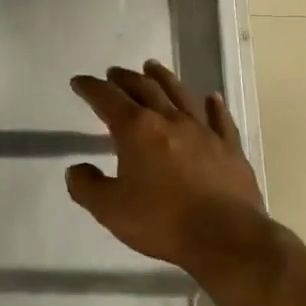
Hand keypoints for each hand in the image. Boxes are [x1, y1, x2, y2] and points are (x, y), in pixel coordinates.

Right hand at [67, 60, 274, 281]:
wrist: (226, 238)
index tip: (79, 81)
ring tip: (152, 67)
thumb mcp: (109, 209)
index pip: (107, 98)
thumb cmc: (162, 221)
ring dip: (163, 78)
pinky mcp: (229, 149)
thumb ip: (86, 186)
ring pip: (180, 94)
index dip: (90, 88)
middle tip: (113, 72)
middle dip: (125, 78)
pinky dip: (214, 106)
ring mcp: (203, 132)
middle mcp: (169, 120)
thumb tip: (76, 169)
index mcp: (136, 130)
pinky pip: (220, 120)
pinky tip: (212, 98)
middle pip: (144, 89)